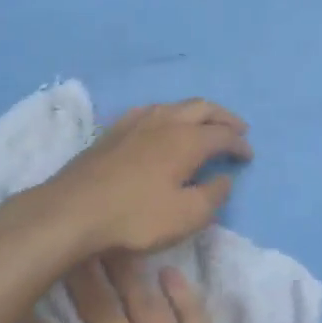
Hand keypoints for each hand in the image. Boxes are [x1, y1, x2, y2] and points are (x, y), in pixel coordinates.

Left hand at [36, 99, 251, 256]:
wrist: (72, 211)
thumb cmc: (135, 217)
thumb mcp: (186, 216)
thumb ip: (213, 196)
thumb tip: (225, 178)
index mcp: (187, 140)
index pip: (223, 134)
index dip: (239, 144)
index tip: (248, 156)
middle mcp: (164, 121)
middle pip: (202, 108)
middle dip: (224, 117)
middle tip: (238, 128)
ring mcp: (135, 122)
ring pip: (175, 105)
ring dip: (196, 112)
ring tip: (204, 124)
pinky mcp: (113, 131)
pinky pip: (150, 111)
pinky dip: (168, 114)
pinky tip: (162, 125)